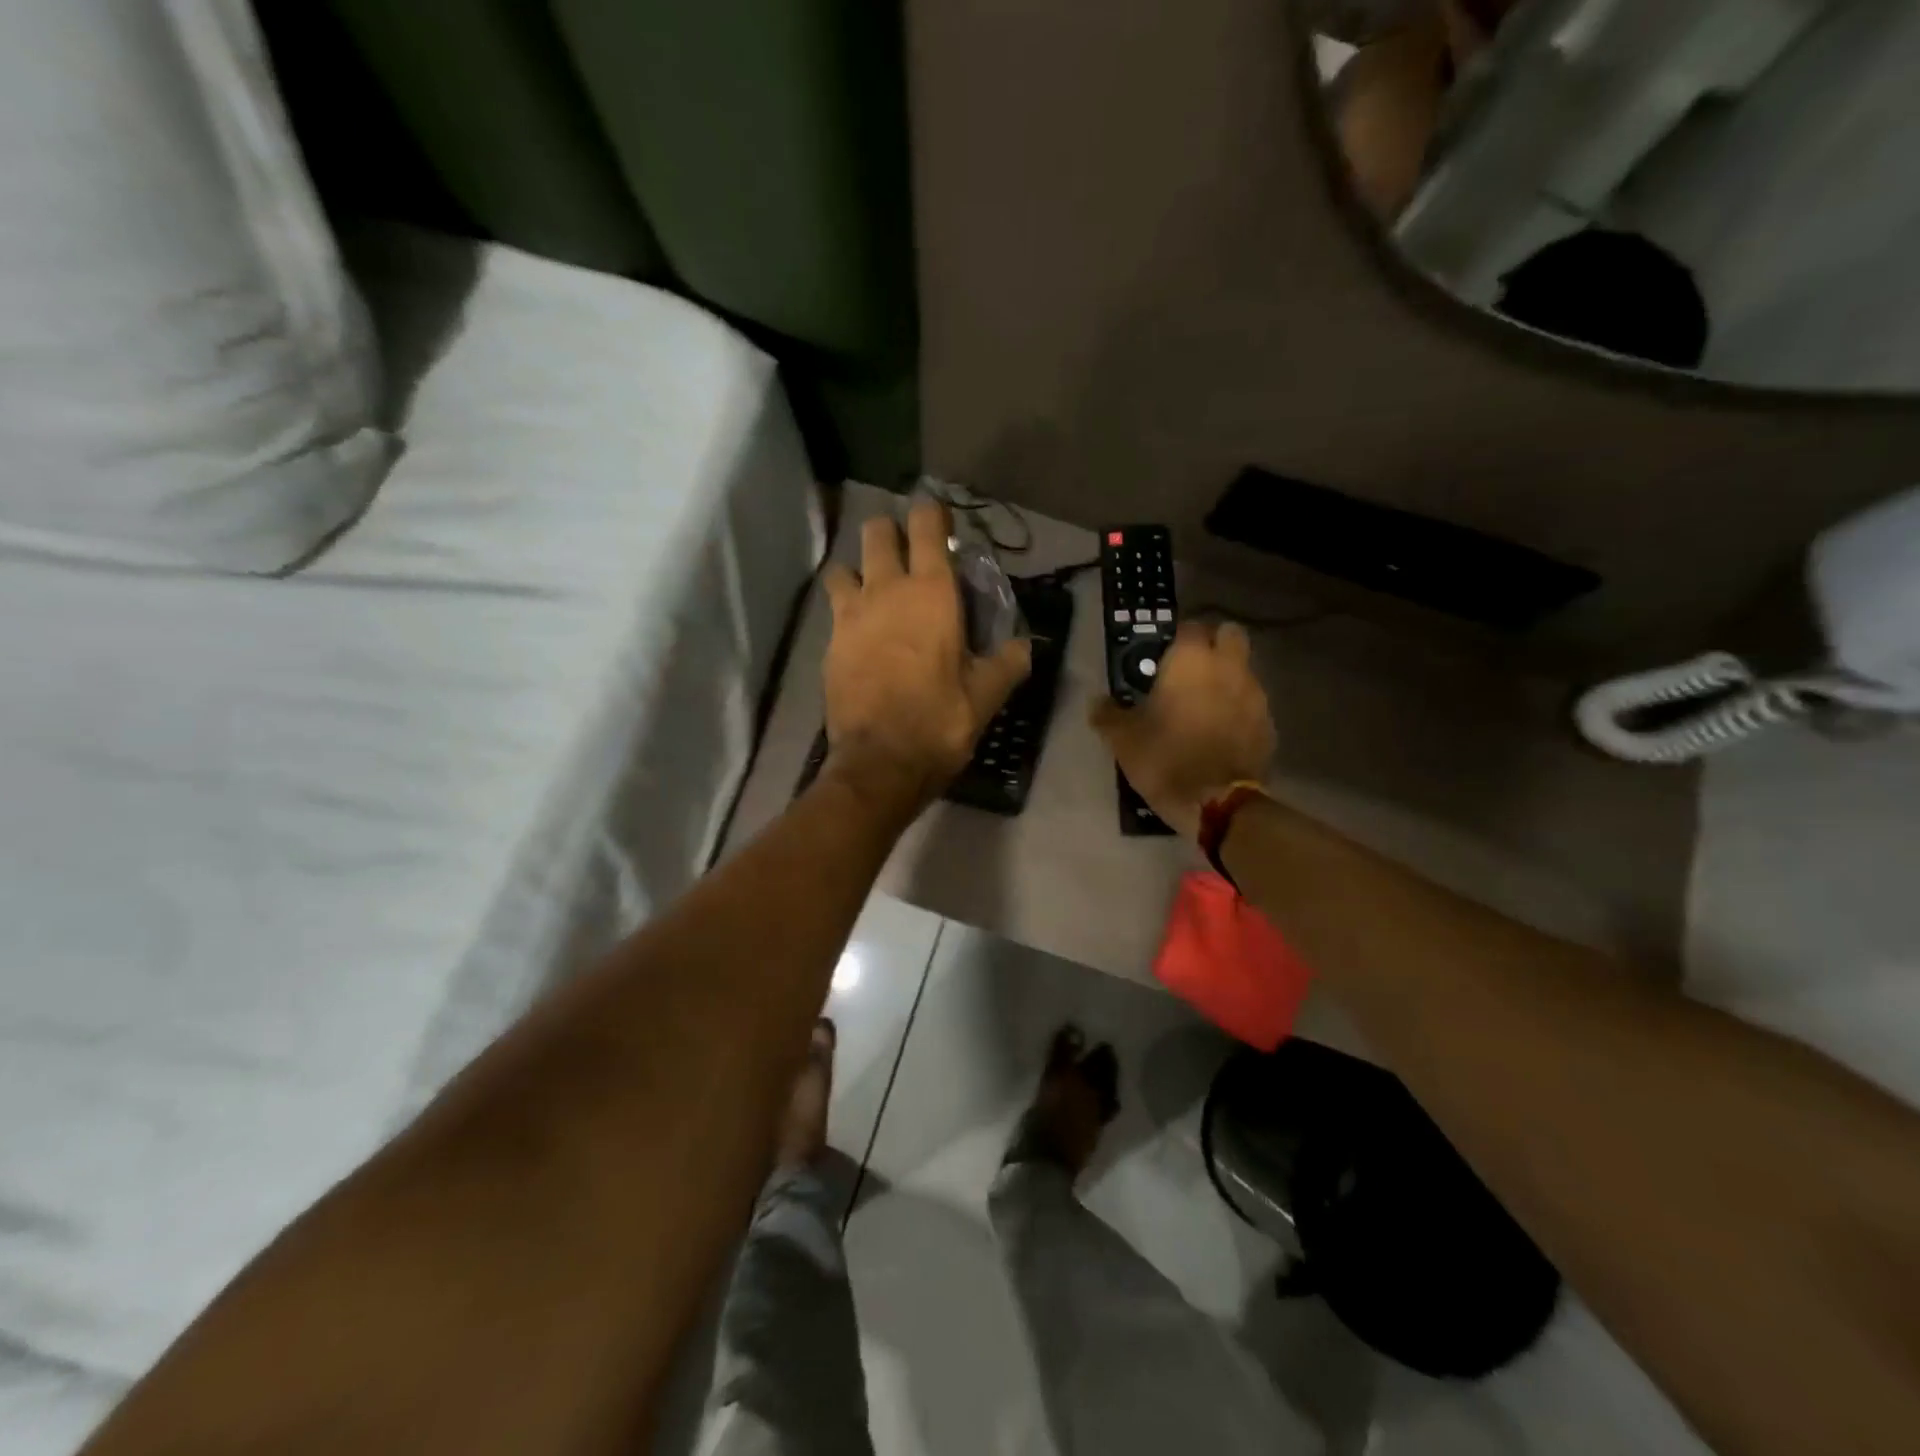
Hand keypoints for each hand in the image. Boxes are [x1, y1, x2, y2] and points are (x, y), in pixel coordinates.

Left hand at [821, 502, 1031, 812]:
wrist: (879, 763)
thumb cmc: (939, 722)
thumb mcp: (986, 696)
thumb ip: (1008, 662)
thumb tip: (1023, 645)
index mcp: (931, 593)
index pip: (927, 526)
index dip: (933, 513)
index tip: (940, 520)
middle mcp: (886, 590)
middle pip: (878, 531)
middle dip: (892, 532)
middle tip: (908, 554)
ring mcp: (850, 614)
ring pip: (845, 565)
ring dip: (860, 569)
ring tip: (875, 592)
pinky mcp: (829, 642)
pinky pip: (834, 606)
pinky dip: (846, 607)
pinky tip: (860, 631)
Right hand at [1090, 621, 1275, 838]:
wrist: (1217, 802)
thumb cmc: (1165, 758)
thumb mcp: (1123, 739)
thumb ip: (1108, 714)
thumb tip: (1097, 702)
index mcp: (1191, 660)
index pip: (1189, 627)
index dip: (1176, 639)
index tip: (1162, 658)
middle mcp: (1228, 667)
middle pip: (1230, 635)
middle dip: (1214, 645)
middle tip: (1191, 670)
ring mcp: (1255, 694)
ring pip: (1244, 669)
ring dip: (1228, 678)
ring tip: (1205, 705)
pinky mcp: (1269, 723)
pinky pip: (1252, 704)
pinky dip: (1240, 710)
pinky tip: (1222, 732)